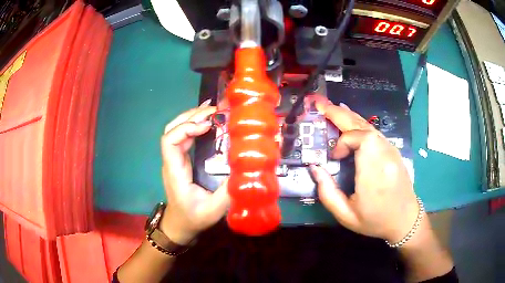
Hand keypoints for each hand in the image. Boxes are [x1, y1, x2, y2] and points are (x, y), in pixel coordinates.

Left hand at [160, 101, 228, 244]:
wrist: (180, 226)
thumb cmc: (193, 219)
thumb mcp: (213, 210)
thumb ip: (228, 192)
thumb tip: (245, 170)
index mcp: (175, 171)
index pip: (169, 141)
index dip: (185, 128)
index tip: (207, 126)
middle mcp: (172, 161)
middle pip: (172, 130)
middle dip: (190, 116)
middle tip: (213, 110)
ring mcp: (175, 160)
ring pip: (176, 131)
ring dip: (192, 118)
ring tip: (212, 111)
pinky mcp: (181, 161)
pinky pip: (184, 138)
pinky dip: (194, 126)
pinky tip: (208, 123)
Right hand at [311, 101, 420, 243]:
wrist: (405, 220)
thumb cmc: (376, 221)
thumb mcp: (346, 216)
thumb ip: (328, 193)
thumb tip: (315, 168)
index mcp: (375, 174)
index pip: (362, 140)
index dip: (344, 141)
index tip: (334, 157)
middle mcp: (385, 156)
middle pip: (364, 126)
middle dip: (341, 115)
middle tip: (321, 105)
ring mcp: (392, 151)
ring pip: (369, 126)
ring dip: (349, 117)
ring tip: (331, 110)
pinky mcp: (393, 151)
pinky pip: (374, 132)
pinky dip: (359, 124)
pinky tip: (350, 122)